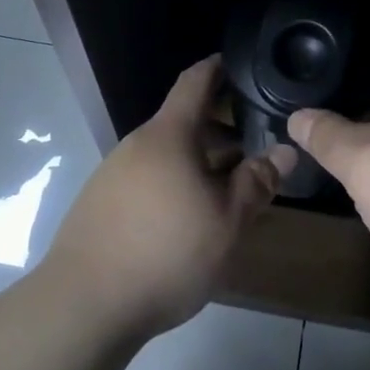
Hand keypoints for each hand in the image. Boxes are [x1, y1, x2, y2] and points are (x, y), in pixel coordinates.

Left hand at [44, 55, 294, 338]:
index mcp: (169, 135)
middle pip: (183, 122)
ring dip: (198, 162)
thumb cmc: (166, 252)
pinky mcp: (100, 203)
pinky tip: (187, 219)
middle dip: (219, 131)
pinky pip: (147, 178)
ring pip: (166, 154)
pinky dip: (174, 183)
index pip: (194, 82)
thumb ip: (257, 182)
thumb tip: (286, 151)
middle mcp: (137, 144)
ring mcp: (113, 173)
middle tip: (253, 148)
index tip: (238, 64)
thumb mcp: (226, 221)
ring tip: (226, 190)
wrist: (83, 305)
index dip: (217, 68)